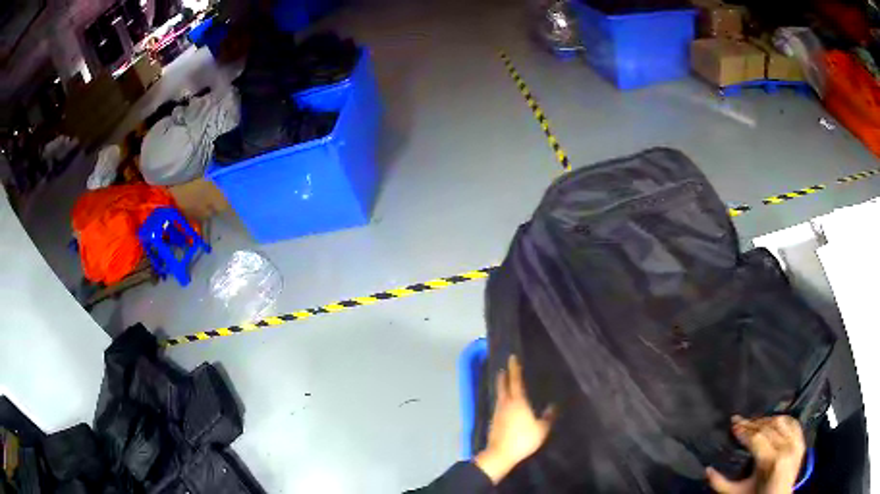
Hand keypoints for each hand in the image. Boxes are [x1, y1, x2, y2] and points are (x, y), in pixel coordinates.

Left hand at [474, 355, 555, 484]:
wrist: (500, 454)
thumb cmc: (523, 440)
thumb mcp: (541, 429)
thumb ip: (548, 417)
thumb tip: (553, 406)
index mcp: (517, 402)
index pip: (515, 381)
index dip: (515, 369)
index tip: (513, 358)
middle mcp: (505, 404)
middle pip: (503, 386)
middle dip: (504, 377)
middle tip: (504, 369)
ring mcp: (497, 413)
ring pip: (499, 396)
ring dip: (502, 388)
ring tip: (505, 384)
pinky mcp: (493, 422)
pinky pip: (499, 406)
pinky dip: (502, 400)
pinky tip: (505, 404)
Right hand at [707, 415, 805, 493]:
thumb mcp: (737, 493)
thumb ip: (721, 483)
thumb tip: (707, 469)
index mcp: (771, 460)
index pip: (756, 437)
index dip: (744, 429)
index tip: (733, 423)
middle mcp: (786, 447)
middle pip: (768, 427)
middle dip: (752, 423)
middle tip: (740, 420)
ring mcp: (796, 443)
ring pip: (781, 421)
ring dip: (766, 419)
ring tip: (754, 422)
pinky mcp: (801, 441)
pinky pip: (793, 423)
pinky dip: (782, 419)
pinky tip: (773, 421)